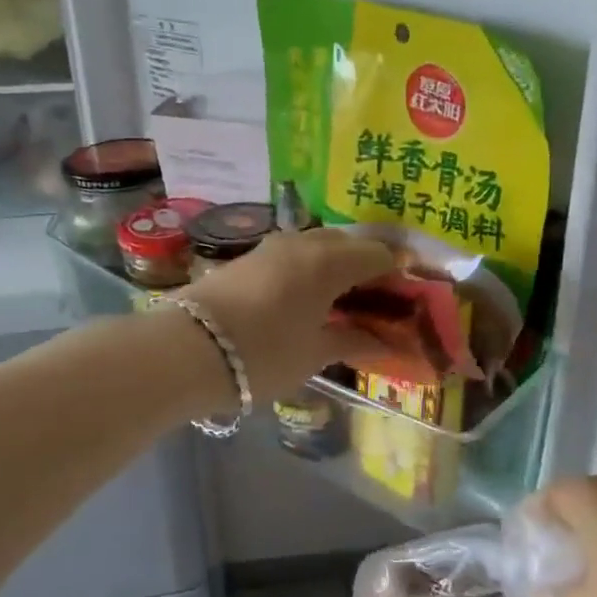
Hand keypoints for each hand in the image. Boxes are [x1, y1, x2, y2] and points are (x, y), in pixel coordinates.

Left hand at [179, 228, 395, 401]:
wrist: (188, 350)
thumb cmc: (264, 354)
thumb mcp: (314, 354)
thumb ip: (352, 341)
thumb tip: (385, 342)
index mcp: (329, 261)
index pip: (378, 254)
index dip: (398, 272)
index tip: (408, 294)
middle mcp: (302, 242)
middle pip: (347, 243)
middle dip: (366, 265)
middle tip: (375, 299)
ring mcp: (270, 247)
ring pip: (316, 245)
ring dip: (335, 265)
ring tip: (341, 300)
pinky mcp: (246, 258)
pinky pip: (292, 255)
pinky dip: (308, 269)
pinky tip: (305, 297)